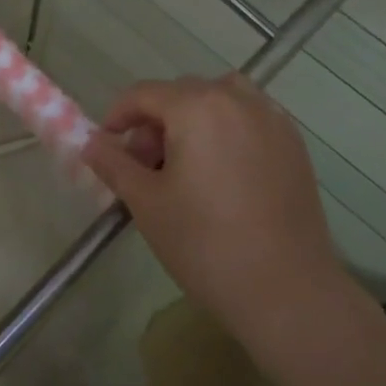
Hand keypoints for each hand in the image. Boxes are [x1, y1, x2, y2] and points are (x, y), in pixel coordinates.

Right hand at [83, 75, 357, 351]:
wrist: (287, 291)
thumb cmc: (205, 244)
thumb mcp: (146, 203)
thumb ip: (114, 164)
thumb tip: (91, 142)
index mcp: (196, 106)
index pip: (143, 94)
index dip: (118, 116)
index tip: (107, 147)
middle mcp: (236, 99)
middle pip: (182, 93)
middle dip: (156, 121)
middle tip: (146, 167)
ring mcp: (272, 119)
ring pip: (220, 99)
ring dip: (194, 119)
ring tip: (187, 164)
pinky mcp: (294, 144)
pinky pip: (250, 118)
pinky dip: (228, 129)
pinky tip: (224, 173)